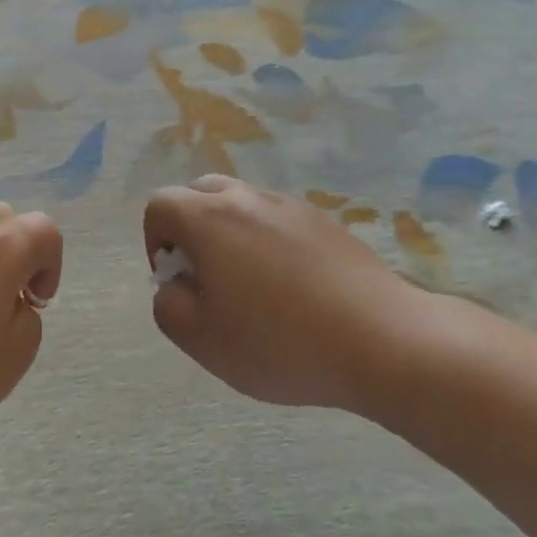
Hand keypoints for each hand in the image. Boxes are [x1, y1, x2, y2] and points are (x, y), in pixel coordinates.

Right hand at [144, 177, 403, 410]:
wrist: (382, 340)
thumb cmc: (281, 343)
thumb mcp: (204, 341)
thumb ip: (168, 307)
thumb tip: (174, 285)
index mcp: (210, 219)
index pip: (160, 204)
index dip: (154, 240)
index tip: (176, 279)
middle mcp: (248, 199)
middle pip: (200, 193)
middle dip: (190, 229)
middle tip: (206, 277)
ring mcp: (292, 206)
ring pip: (242, 204)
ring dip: (230, 234)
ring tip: (251, 286)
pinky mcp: (326, 221)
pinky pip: (279, 220)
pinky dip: (269, 241)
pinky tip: (292, 288)